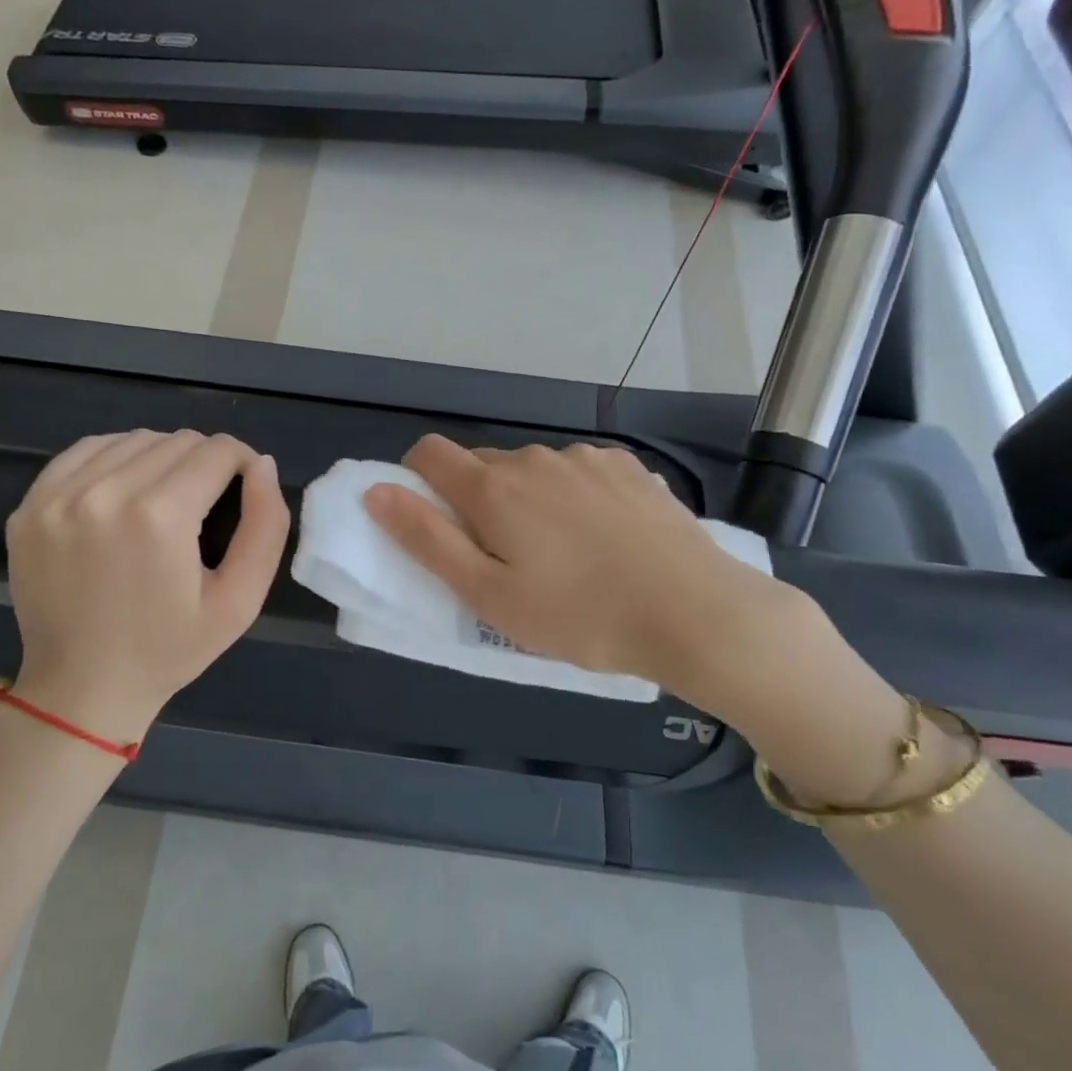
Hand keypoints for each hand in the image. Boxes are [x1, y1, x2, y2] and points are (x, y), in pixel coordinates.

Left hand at [0, 429, 289, 742]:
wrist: (81, 689)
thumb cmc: (169, 650)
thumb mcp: (240, 600)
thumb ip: (265, 526)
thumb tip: (261, 465)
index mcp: (159, 517)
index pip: (217, 451)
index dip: (242, 463)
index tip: (243, 488)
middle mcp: (104, 493)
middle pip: (177, 440)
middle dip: (205, 462)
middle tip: (207, 503)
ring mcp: (58, 497)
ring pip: (134, 439)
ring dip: (161, 457)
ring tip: (166, 497)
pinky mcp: (30, 505)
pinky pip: (87, 451)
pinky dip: (116, 459)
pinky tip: (125, 490)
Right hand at [363, 435, 818, 713]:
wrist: (696, 613)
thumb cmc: (581, 617)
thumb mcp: (490, 595)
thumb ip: (427, 539)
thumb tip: (375, 491)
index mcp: (494, 488)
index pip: (429, 453)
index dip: (416, 480)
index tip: (434, 523)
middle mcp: (535, 458)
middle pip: (482, 466)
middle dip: (476, 501)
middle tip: (502, 559)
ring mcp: (586, 458)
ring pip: (532, 470)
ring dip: (526, 499)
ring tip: (560, 554)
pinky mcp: (628, 467)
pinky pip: (577, 471)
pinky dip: (571, 495)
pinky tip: (602, 536)